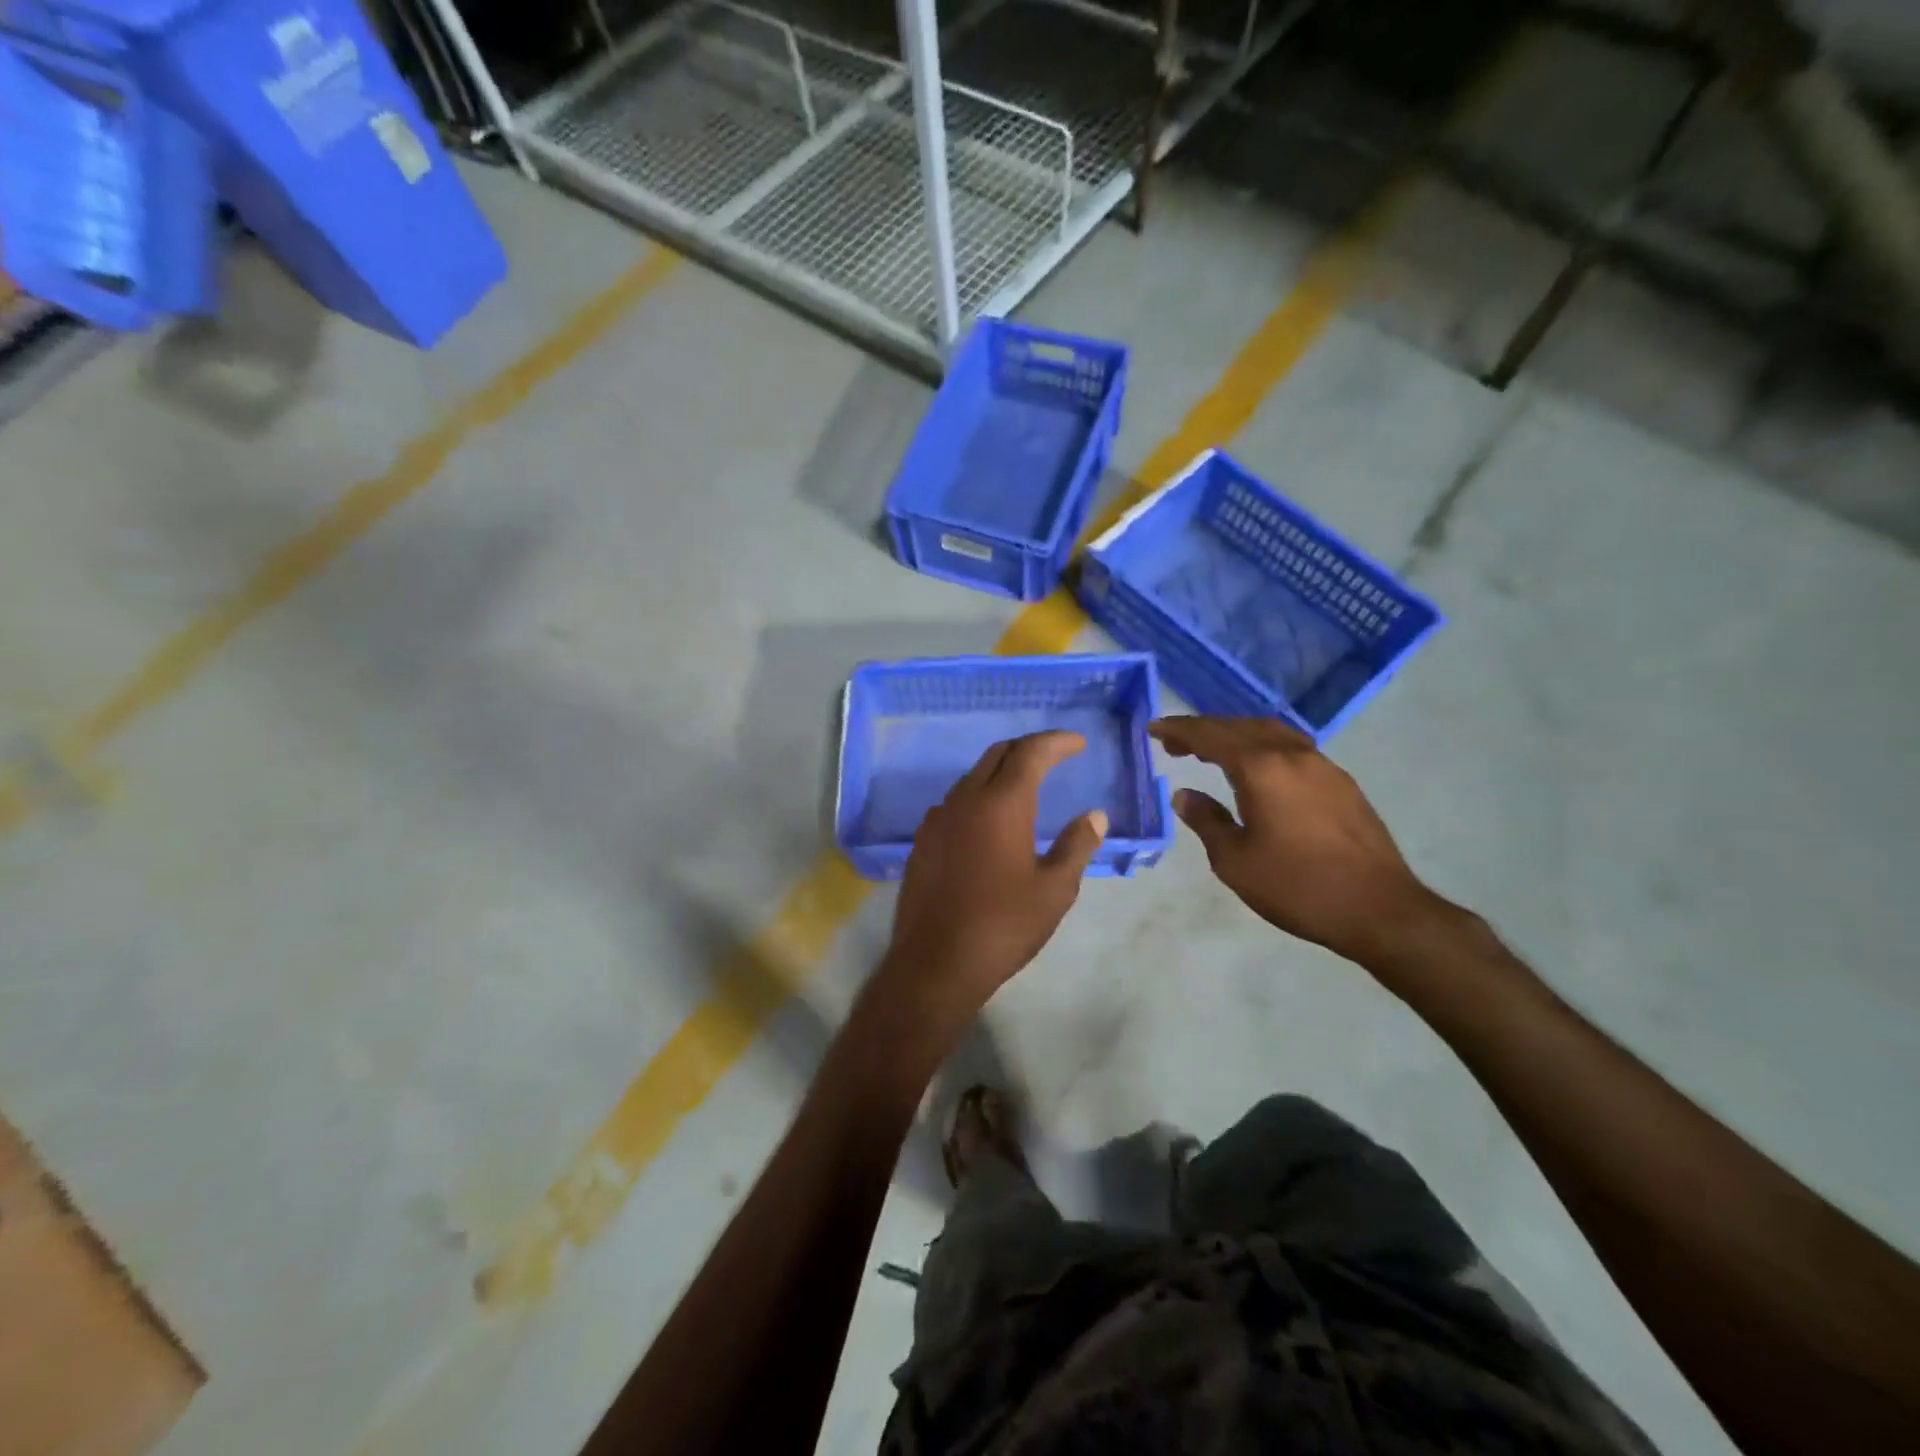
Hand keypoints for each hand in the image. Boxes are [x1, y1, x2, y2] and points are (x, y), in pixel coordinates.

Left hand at [877, 732, 1107, 1031]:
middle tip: (1055, 757)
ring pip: (972, 777)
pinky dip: (979, 796)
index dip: (1056, 742)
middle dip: (1028, 749)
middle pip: (997, 754)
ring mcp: (938, 819)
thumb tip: (1094, 815)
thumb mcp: (1054, 889)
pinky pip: (955, 802)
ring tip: (1026, 787)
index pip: (1030, 752)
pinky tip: (990, 821)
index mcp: (1001, 804)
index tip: (1077, 744)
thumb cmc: (1003, 926)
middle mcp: (965, 800)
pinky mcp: (922, 840)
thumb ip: (1076, 845)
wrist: (934, 963)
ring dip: (1001, 772)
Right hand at [1150, 716, 1446, 968]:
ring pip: (1270, 733)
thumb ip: (1206, 821)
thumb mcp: (1235, 861)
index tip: (1154, 728)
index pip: (1210, 736)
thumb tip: (1185, 796)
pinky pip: (1292, 748)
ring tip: (1213, 752)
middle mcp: (1292, 755)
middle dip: (1205, 730)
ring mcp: (1322, 765)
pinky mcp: (1341, 782)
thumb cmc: (1297, 887)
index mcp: (1261, 769)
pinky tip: (1258, 770)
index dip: (1179, 730)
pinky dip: (1263, 747)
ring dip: (1236, 735)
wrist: (1379, 909)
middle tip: (1176, 745)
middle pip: (1240, 727)